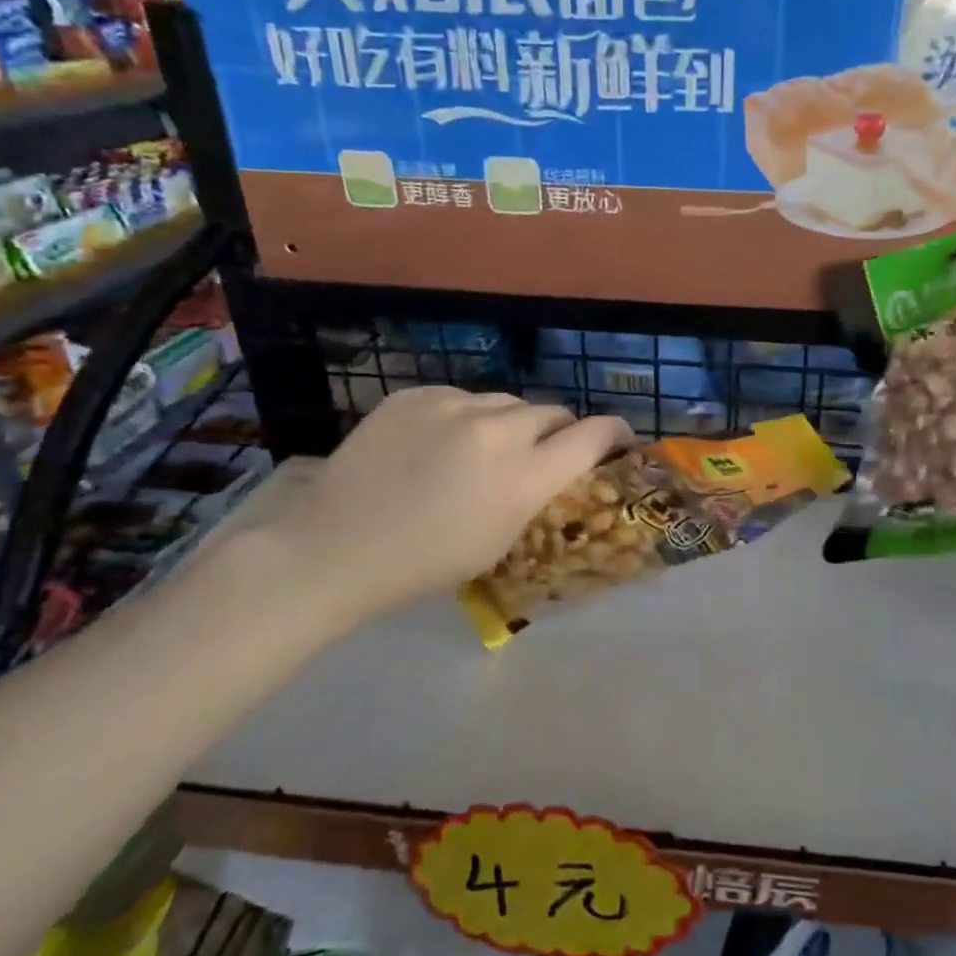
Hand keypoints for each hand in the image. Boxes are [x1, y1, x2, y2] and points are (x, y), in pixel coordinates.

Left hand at [222, 389, 631, 632]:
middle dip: (558, 431)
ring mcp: (453, 404)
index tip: (619, 439)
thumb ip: (538, 492)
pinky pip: (460, 397)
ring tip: (484, 448)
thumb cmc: (427, 562)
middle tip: (543, 452)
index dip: (615, 432)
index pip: (594, 434)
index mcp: (524, 476)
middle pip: (552, 411)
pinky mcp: (416, 393)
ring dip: (510, 422)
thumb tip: (556, 464)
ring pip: (506, 401)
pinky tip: (439, 442)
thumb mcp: (501, 540)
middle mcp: (498, 429)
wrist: (336, 546)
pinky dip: (464, 416)